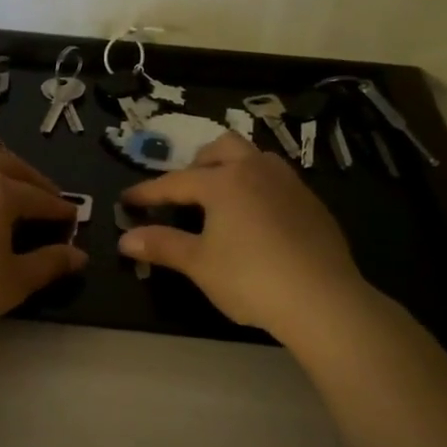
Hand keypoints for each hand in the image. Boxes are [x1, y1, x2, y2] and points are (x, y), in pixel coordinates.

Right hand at [119, 132, 372, 342]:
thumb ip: (162, 245)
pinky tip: (258, 219)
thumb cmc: (250, 278)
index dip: (148, 192)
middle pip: (222, 148)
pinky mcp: (312, 203)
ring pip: (255, 158)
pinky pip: (277, 181)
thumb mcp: (199, 263)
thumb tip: (125, 239)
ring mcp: (289, 183)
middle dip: (198, 163)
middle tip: (185, 191)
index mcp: (223, 181)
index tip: (127, 200)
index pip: (175, 182)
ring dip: (232, 168)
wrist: (322, 299)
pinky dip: (258, 188)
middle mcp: (256, 170)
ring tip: (222, 198)